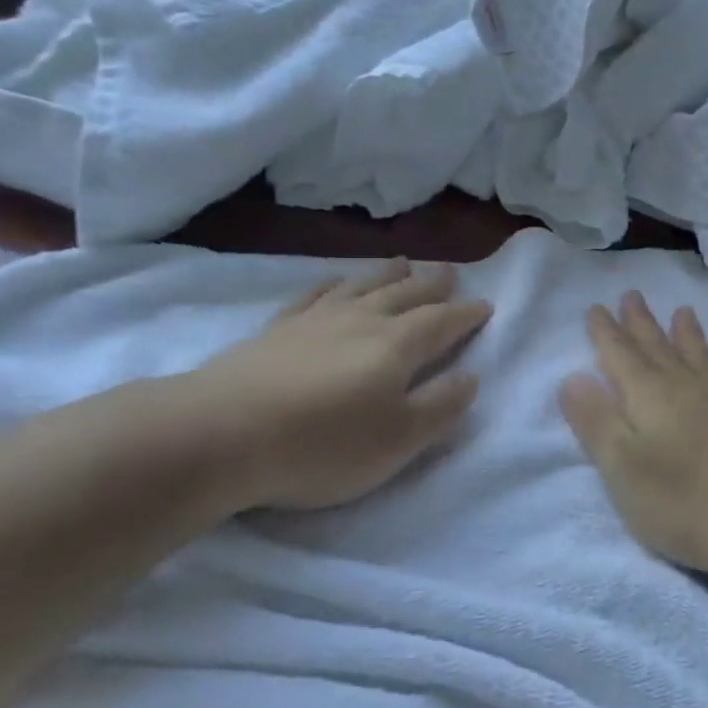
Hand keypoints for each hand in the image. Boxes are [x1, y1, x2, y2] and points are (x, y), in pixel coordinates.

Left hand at [178, 258, 491, 511]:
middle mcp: (361, 320)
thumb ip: (440, 407)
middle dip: (432, 284)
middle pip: (405, 294)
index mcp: (396, 346)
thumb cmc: (322, 445)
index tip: (485, 305)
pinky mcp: (277, 329)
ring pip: (362, 286)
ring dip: (387, 274)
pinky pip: (314, 294)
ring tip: (403, 262)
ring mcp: (315, 320)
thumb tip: (471, 377)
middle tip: (449, 272)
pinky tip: (335, 281)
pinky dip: (333, 283)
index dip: (466, 315)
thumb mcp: (398, 441)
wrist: (223, 433)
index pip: (442, 323)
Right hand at [559, 293, 707, 576]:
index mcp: (648, 396)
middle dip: (641, 323)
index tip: (596, 307)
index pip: (619, 355)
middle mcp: (687, 387)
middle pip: (658, 347)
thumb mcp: (620, 468)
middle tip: (632, 294)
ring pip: (701, 357)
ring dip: (687, 334)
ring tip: (682, 311)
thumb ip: (595, 421)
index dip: (605, 332)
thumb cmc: (681, 502)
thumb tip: (573, 377)